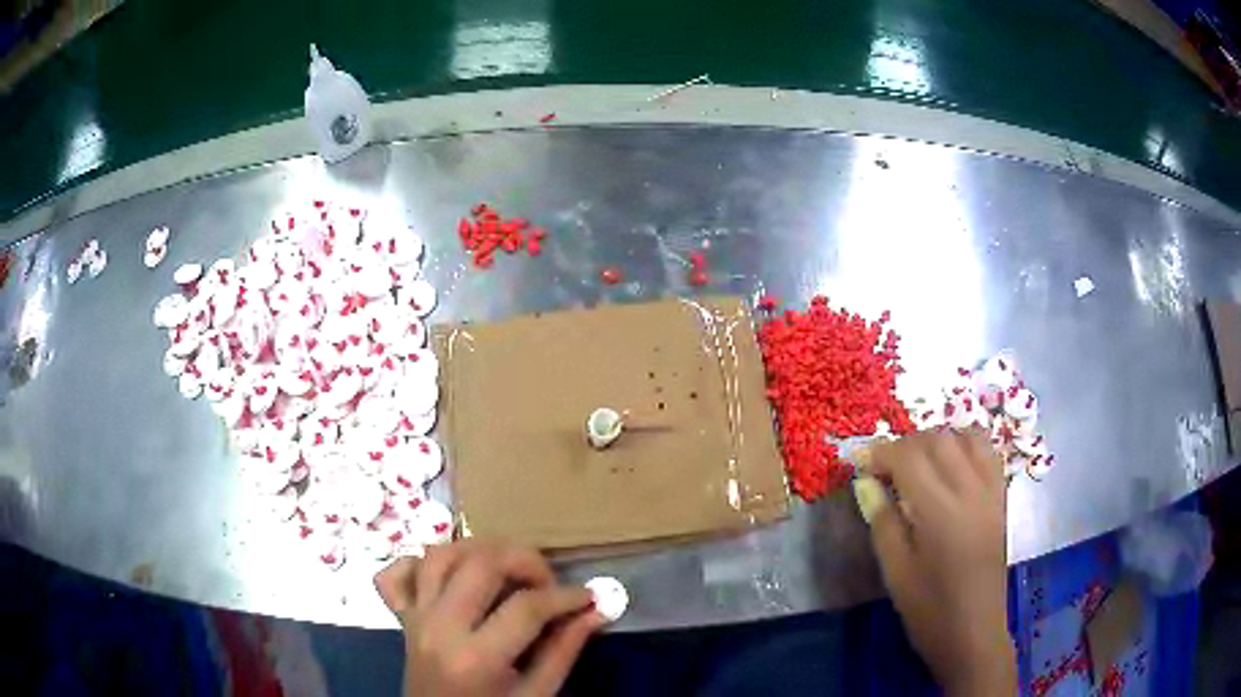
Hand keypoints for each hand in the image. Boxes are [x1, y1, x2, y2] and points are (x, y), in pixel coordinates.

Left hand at [375, 540, 603, 696]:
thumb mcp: (537, 695)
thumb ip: (564, 651)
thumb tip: (596, 610)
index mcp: (476, 658)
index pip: (526, 607)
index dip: (565, 596)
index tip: (588, 596)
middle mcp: (439, 628)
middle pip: (479, 564)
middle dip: (523, 559)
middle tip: (547, 581)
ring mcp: (414, 618)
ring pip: (438, 555)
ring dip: (478, 550)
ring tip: (507, 569)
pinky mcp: (401, 617)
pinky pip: (396, 574)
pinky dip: (420, 563)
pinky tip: (449, 575)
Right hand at [858, 431, 1014, 695]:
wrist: (974, 633)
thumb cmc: (929, 610)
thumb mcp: (896, 573)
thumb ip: (882, 522)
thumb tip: (864, 482)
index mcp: (940, 512)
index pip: (909, 458)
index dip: (880, 452)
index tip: (858, 461)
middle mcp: (970, 491)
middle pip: (938, 440)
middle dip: (905, 444)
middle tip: (883, 467)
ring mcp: (991, 492)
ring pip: (965, 437)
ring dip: (937, 440)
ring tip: (917, 463)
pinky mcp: (1001, 499)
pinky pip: (988, 452)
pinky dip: (966, 444)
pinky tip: (951, 463)